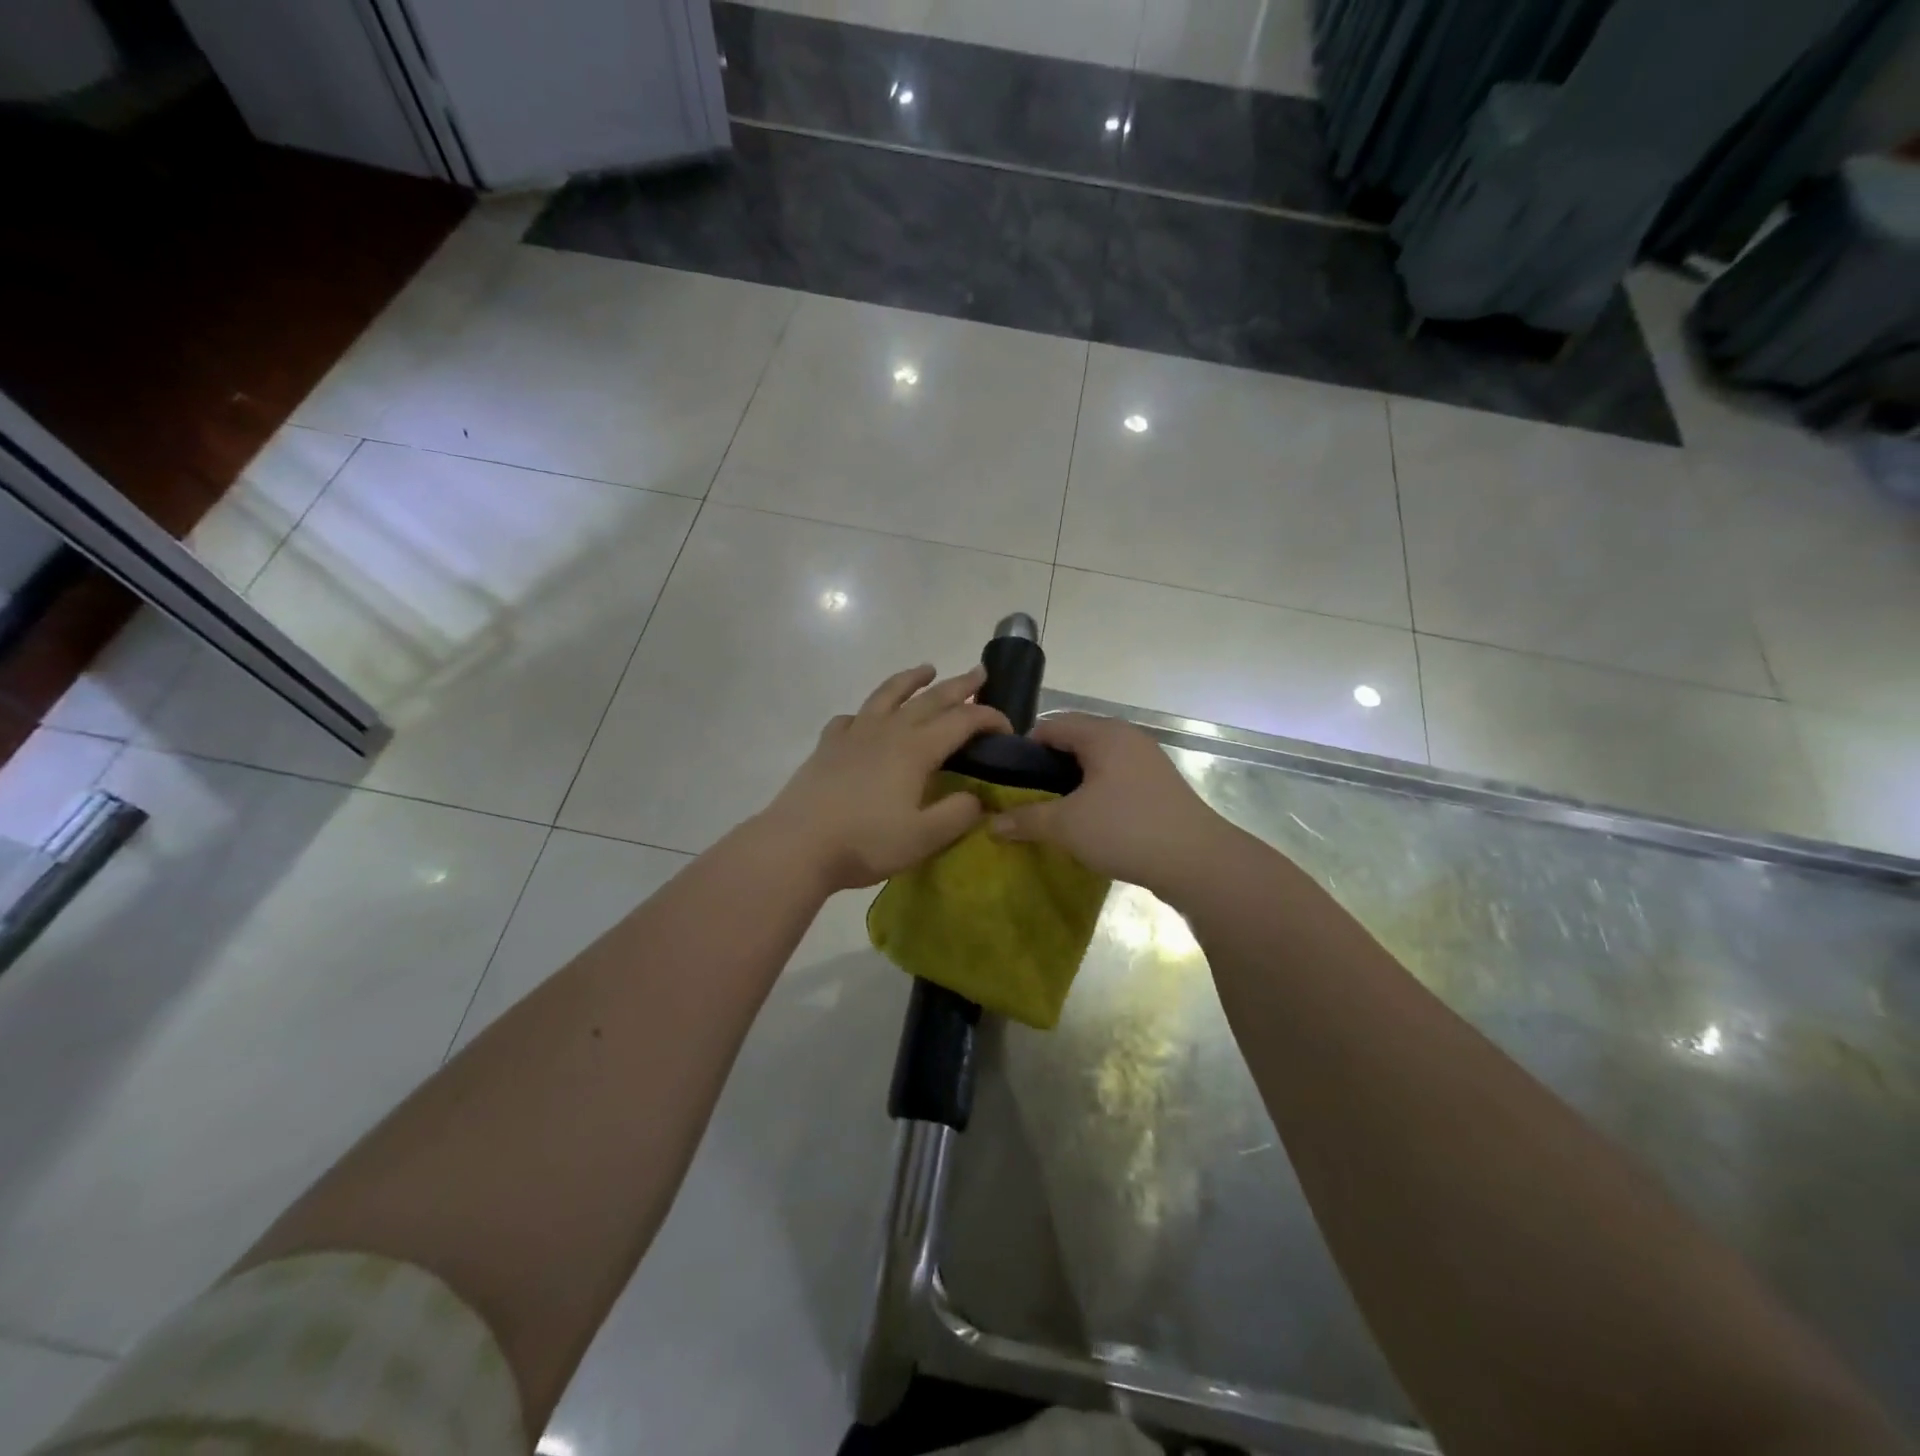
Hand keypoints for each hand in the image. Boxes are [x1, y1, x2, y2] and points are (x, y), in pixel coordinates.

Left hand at [757, 665, 1010, 891]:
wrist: (797, 845)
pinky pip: (850, 719)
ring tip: (925, 669)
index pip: (962, 721)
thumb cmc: (865, 842)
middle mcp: (887, 731)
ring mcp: (853, 735)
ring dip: (910, 680)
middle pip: (929, 699)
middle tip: (978, 673)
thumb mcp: (924, 838)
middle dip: (958, 686)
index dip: (989, 719)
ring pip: (887, 696)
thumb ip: (958, 814)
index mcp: (916, 749)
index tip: (1007, 728)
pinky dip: (864, 713)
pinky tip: (864, 719)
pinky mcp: (827, 747)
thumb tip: (978, 797)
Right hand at [990, 712, 1233, 899]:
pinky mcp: (1159, 786)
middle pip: (1075, 740)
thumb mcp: (1067, 826)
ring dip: (1071, 782)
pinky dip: (1095, 792)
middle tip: (1025, 796)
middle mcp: (1127, 738)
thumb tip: (991, 824)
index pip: (1051, 726)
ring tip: (1051, 810)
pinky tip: (1086, 820)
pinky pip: (1115, 778)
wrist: (1198, 862)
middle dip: (1046, 767)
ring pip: (1096, 762)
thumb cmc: (1126, 830)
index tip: (1005, 778)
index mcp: (1104, 734)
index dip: (1023, 748)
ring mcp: (1147, 761)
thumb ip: (1026, 819)